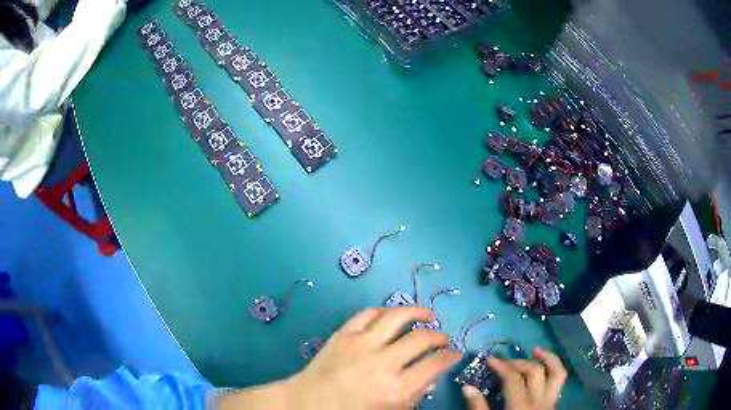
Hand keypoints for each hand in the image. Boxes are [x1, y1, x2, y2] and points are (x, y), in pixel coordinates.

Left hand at [217, 307, 461, 409]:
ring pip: (396, 317)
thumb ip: (413, 398)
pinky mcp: (343, 334)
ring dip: (417, 312)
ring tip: (428, 314)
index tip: (455, 353)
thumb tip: (430, 380)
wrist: (308, 402)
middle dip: (438, 336)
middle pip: (420, 338)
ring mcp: (361, 344)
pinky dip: (384, 312)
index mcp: (396, 388)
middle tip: (443, 338)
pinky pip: (368, 314)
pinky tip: (392, 315)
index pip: (435, 365)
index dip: (450, 356)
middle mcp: (382, 363)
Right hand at [462, 347, 566, 409]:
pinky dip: (553, 368)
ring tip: (535, 349)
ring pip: (556, 372)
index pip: (513, 378)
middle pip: (534, 371)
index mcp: (521, 407)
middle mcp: (540, 400)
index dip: (501, 365)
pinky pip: (559, 380)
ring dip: (547, 358)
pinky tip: (544, 366)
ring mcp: (551, 401)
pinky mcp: (554, 404)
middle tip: (502, 362)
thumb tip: (467, 387)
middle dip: (518, 362)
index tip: (488, 359)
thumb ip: (478, 408)